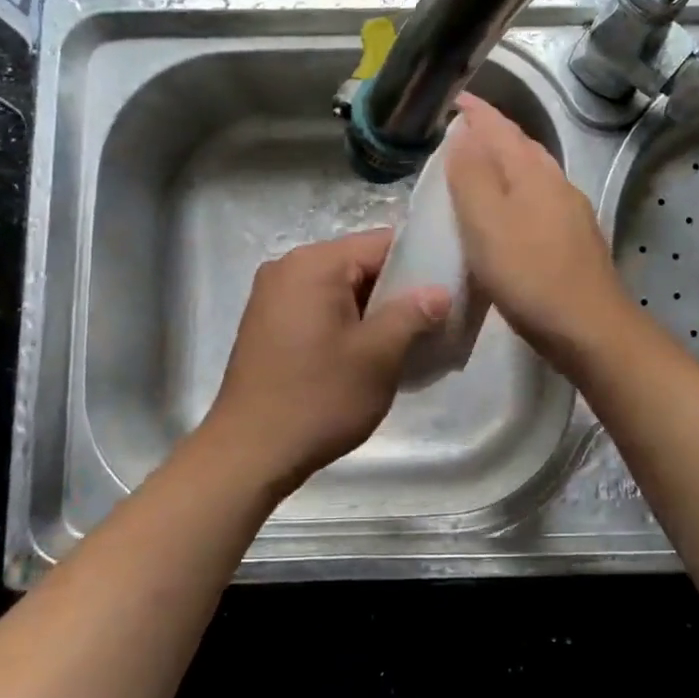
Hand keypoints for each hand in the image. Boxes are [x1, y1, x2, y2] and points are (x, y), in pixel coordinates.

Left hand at [202, 230, 450, 497]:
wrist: (249, 453)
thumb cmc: (319, 398)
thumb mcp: (378, 356)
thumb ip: (413, 313)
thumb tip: (440, 291)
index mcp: (314, 264)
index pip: (382, 243)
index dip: (420, 265)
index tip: (449, 292)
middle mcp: (288, 267)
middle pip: (360, 264)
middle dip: (397, 291)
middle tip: (433, 322)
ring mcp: (273, 296)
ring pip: (341, 289)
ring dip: (373, 311)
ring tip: (406, 342)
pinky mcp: (267, 324)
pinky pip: (319, 308)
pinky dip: (347, 323)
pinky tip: (367, 355)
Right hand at [446, 94, 634, 373]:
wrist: (589, 328)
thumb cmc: (529, 274)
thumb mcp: (487, 223)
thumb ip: (472, 176)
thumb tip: (464, 135)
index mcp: (533, 173)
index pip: (501, 129)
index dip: (478, 113)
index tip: (456, 99)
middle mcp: (557, 184)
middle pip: (522, 147)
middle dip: (494, 133)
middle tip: (464, 130)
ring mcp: (571, 213)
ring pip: (533, 175)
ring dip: (506, 163)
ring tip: (480, 168)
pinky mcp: (574, 241)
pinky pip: (539, 201)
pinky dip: (517, 194)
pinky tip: (509, 214)